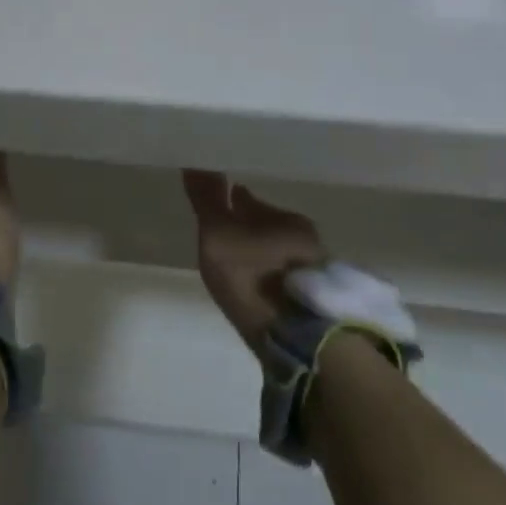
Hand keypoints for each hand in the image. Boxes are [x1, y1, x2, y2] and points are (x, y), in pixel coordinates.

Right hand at [182, 170, 327, 349]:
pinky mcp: (310, 303)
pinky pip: (283, 278)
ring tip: (239, 259)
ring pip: (277, 252)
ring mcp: (310, 273)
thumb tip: (196, 162)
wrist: (294, 342)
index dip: (234, 198)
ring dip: (259, 251)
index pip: (253, 201)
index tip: (222, 196)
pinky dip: (268, 276)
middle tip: (227, 228)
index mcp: (286, 218)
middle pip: (267, 224)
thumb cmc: (254, 276)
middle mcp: (304, 239)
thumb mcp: (219, 234)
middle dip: (248, 224)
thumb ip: (208, 200)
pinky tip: (257, 286)